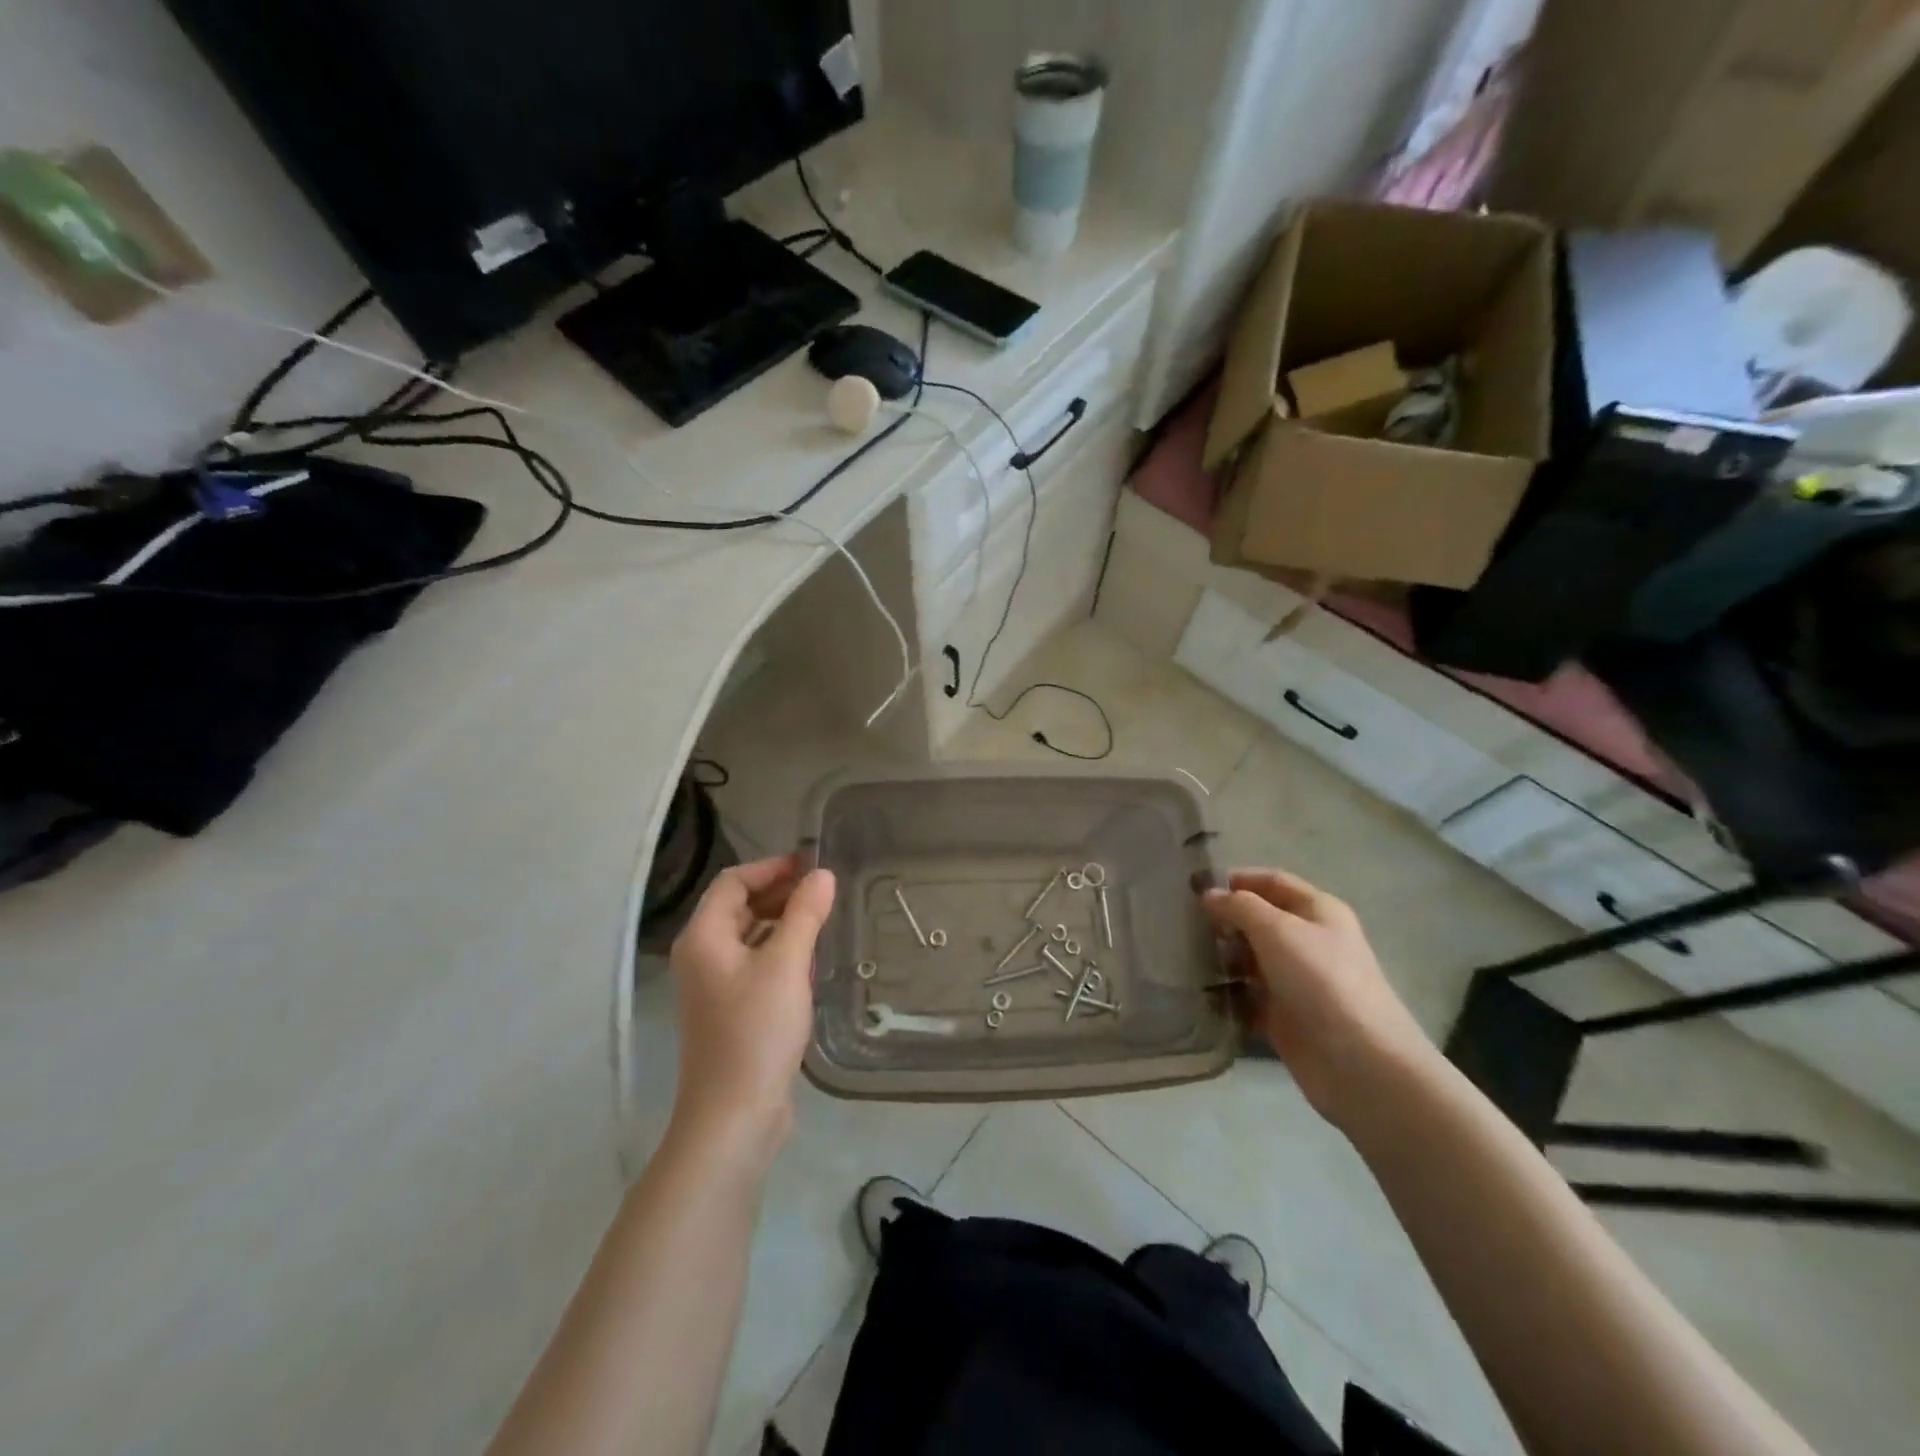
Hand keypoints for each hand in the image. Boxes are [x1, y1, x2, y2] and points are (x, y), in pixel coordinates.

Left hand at [667, 854, 835, 1156]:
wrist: (734, 1115)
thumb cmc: (756, 1031)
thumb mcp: (786, 965)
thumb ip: (804, 914)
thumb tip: (822, 875)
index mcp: (704, 937)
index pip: (733, 882)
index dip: (772, 868)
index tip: (812, 863)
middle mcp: (702, 956)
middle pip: (738, 907)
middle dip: (779, 893)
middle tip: (823, 889)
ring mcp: (714, 986)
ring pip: (749, 936)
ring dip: (782, 922)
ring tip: (822, 918)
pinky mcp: (730, 1010)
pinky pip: (755, 964)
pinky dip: (780, 951)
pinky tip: (809, 959)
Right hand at [1203, 869, 1433, 1124]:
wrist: (1360, 1063)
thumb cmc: (1321, 981)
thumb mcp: (1277, 930)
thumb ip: (1240, 906)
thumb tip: (1209, 895)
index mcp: (1318, 912)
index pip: (1272, 882)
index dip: (1237, 879)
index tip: (1194, 886)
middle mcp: (1308, 942)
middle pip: (1259, 921)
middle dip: (1224, 920)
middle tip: (1183, 924)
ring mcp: (1296, 982)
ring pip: (1250, 959)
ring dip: (1222, 957)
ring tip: (1185, 957)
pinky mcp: (1284, 1017)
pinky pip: (1247, 997)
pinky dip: (1226, 994)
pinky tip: (1198, 992)